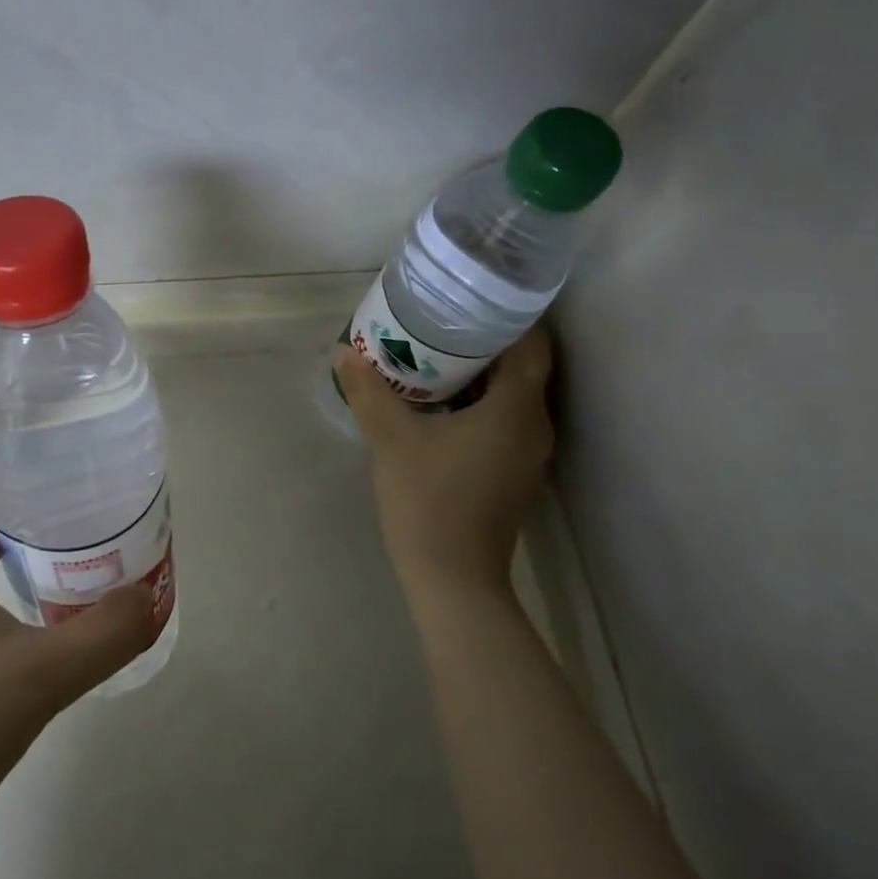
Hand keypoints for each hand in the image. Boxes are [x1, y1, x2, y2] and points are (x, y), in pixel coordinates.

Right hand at [335, 326, 554, 589]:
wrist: (452, 578)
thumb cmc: (428, 500)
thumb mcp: (391, 439)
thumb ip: (368, 391)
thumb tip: (344, 352)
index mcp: (517, 409)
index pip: (531, 344)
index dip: (506, 317)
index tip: (468, 300)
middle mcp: (534, 425)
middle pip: (522, 367)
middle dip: (484, 342)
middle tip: (440, 321)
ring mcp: (527, 453)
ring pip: (512, 396)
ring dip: (479, 374)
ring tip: (434, 355)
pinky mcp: (513, 472)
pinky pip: (503, 420)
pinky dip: (478, 403)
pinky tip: (440, 403)